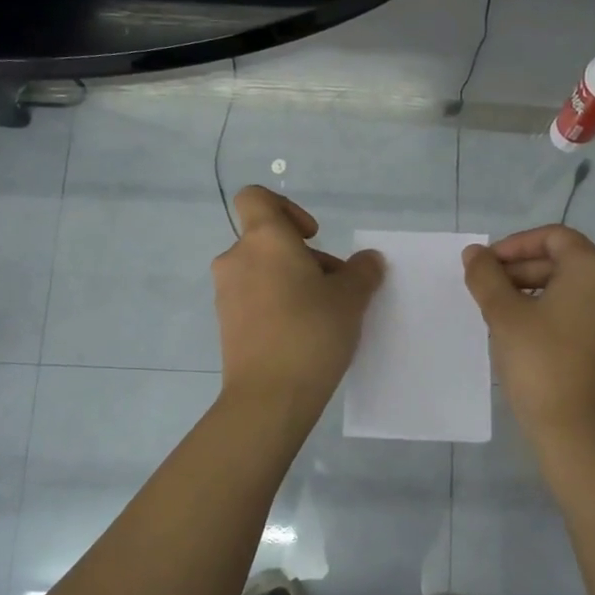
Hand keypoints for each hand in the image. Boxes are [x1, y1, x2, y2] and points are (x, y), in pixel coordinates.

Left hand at [212, 186, 384, 411]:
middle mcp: (238, 259)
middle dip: (304, 257)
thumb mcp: (351, 298)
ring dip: (292, 282)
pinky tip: (303, 335)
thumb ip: (362, 271)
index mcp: (264, 239)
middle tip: (336, 289)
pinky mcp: (226, 324)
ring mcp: (227, 293)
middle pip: (269, 240)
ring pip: (263, 272)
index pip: (256, 197)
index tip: (312, 236)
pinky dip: (276, 305)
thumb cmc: (311, 332)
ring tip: (324, 315)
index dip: (286, 207)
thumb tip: (367, 260)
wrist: (269, 397)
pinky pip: (254, 300)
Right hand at [462, 225, 594, 448]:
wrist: (580, 433)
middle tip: (491, 292)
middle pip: (569, 264)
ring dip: (543, 295)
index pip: (554, 237)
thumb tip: (474, 253)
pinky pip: (594, 319)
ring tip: (509, 317)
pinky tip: (537, 341)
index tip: (487, 266)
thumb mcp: (503, 315)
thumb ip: (486, 276)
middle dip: (526, 272)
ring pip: (582, 293)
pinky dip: (565, 318)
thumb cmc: (540, 364)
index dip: (515, 245)